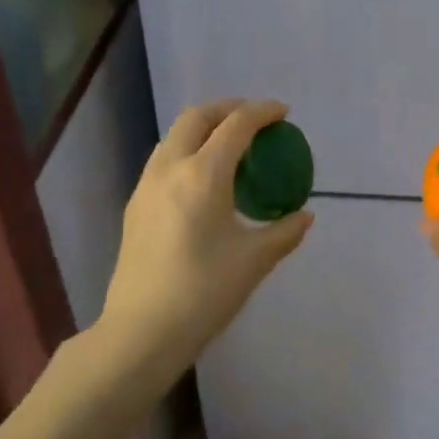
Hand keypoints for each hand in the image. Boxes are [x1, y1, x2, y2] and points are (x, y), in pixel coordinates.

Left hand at [99, 98, 312, 385]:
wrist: (142, 330)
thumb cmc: (204, 292)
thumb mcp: (254, 261)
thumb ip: (284, 232)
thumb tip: (303, 216)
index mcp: (202, 175)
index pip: (236, 126)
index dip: (262, 112)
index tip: (282, 112)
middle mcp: (170, 168)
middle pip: (197, 118)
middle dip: (228, 108)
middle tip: (254, 119)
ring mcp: (146, 186)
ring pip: (174, 137)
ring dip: (203, 128)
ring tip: (229, 144)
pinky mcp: (135, 206)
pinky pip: (164, 160)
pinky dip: (188, 151)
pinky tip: (203, 179)